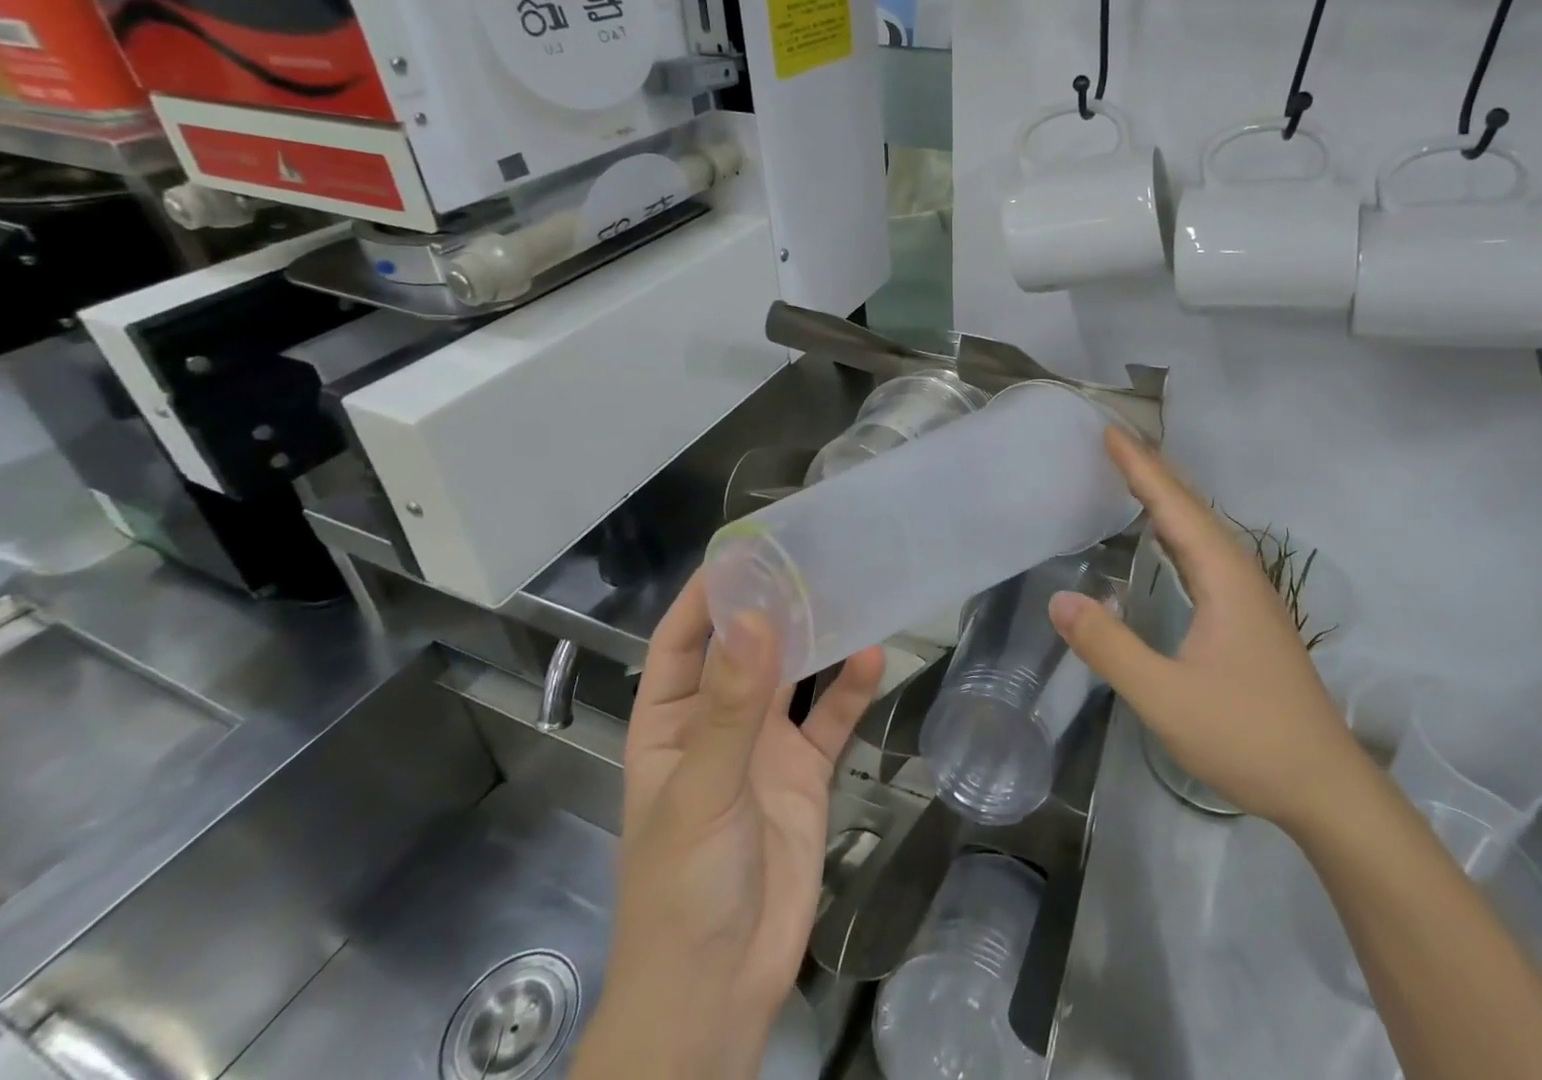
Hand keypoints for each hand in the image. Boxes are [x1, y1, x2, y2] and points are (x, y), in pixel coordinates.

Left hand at [575, 571, 884, 1079]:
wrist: (720, 992)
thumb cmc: (684, 887)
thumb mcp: (702, 790)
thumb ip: (732, 705)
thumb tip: (755, 617)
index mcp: (669, 723)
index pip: (681, 641)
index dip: (705, 595)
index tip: (743, 550)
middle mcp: (716, 725)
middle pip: (743, 650)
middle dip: (770, 607)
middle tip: (810, 556)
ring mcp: (763, 749)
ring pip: (791, 678)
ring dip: (815, 641)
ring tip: (847, 591)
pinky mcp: (805, 774)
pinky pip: (829, 721)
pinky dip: (850, 691)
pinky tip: (872, 658)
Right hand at [1047, 427, 1369, 835]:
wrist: (1325, 787)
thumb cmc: (1246, 736)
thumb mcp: (1165, 697)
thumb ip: (1110, 647)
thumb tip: (1059, 599)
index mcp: (1223, 577)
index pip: (1173, 506)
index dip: (1139, 467)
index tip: (1109, 431)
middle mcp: (1240, 573)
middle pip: (1192, 506)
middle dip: (1153, 469)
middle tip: (1115, 440)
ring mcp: (1250, 595)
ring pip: (1203, 528)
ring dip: (1168, 495)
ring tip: (1134, 473)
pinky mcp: (1250, 616)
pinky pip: (1207, 551)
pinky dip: (1179, 528)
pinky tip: (1166, 538)